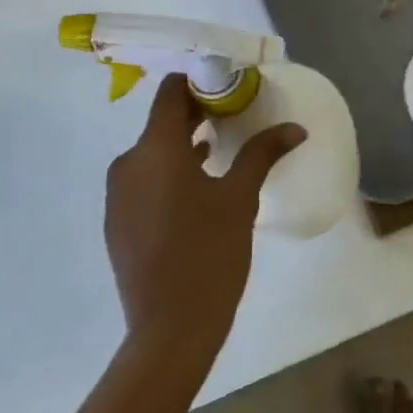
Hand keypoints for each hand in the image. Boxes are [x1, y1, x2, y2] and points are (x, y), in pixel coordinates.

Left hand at [105, 74, 305, 368]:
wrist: (169, 330)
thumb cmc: (209, 254)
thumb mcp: (240, 199)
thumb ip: (262, 154)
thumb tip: (295, 128)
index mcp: (155, 149)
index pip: (170, 92)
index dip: (199, 82)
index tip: (229, 87)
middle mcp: (128, 162)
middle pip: (162, 121)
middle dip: (196, 113)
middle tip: (233, 114)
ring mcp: (118, 194)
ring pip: (152, 152)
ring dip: (183, 144)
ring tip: (221, 146)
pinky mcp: (117, 220)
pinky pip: (144, 179)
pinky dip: (168, 171)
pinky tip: (197, 186)